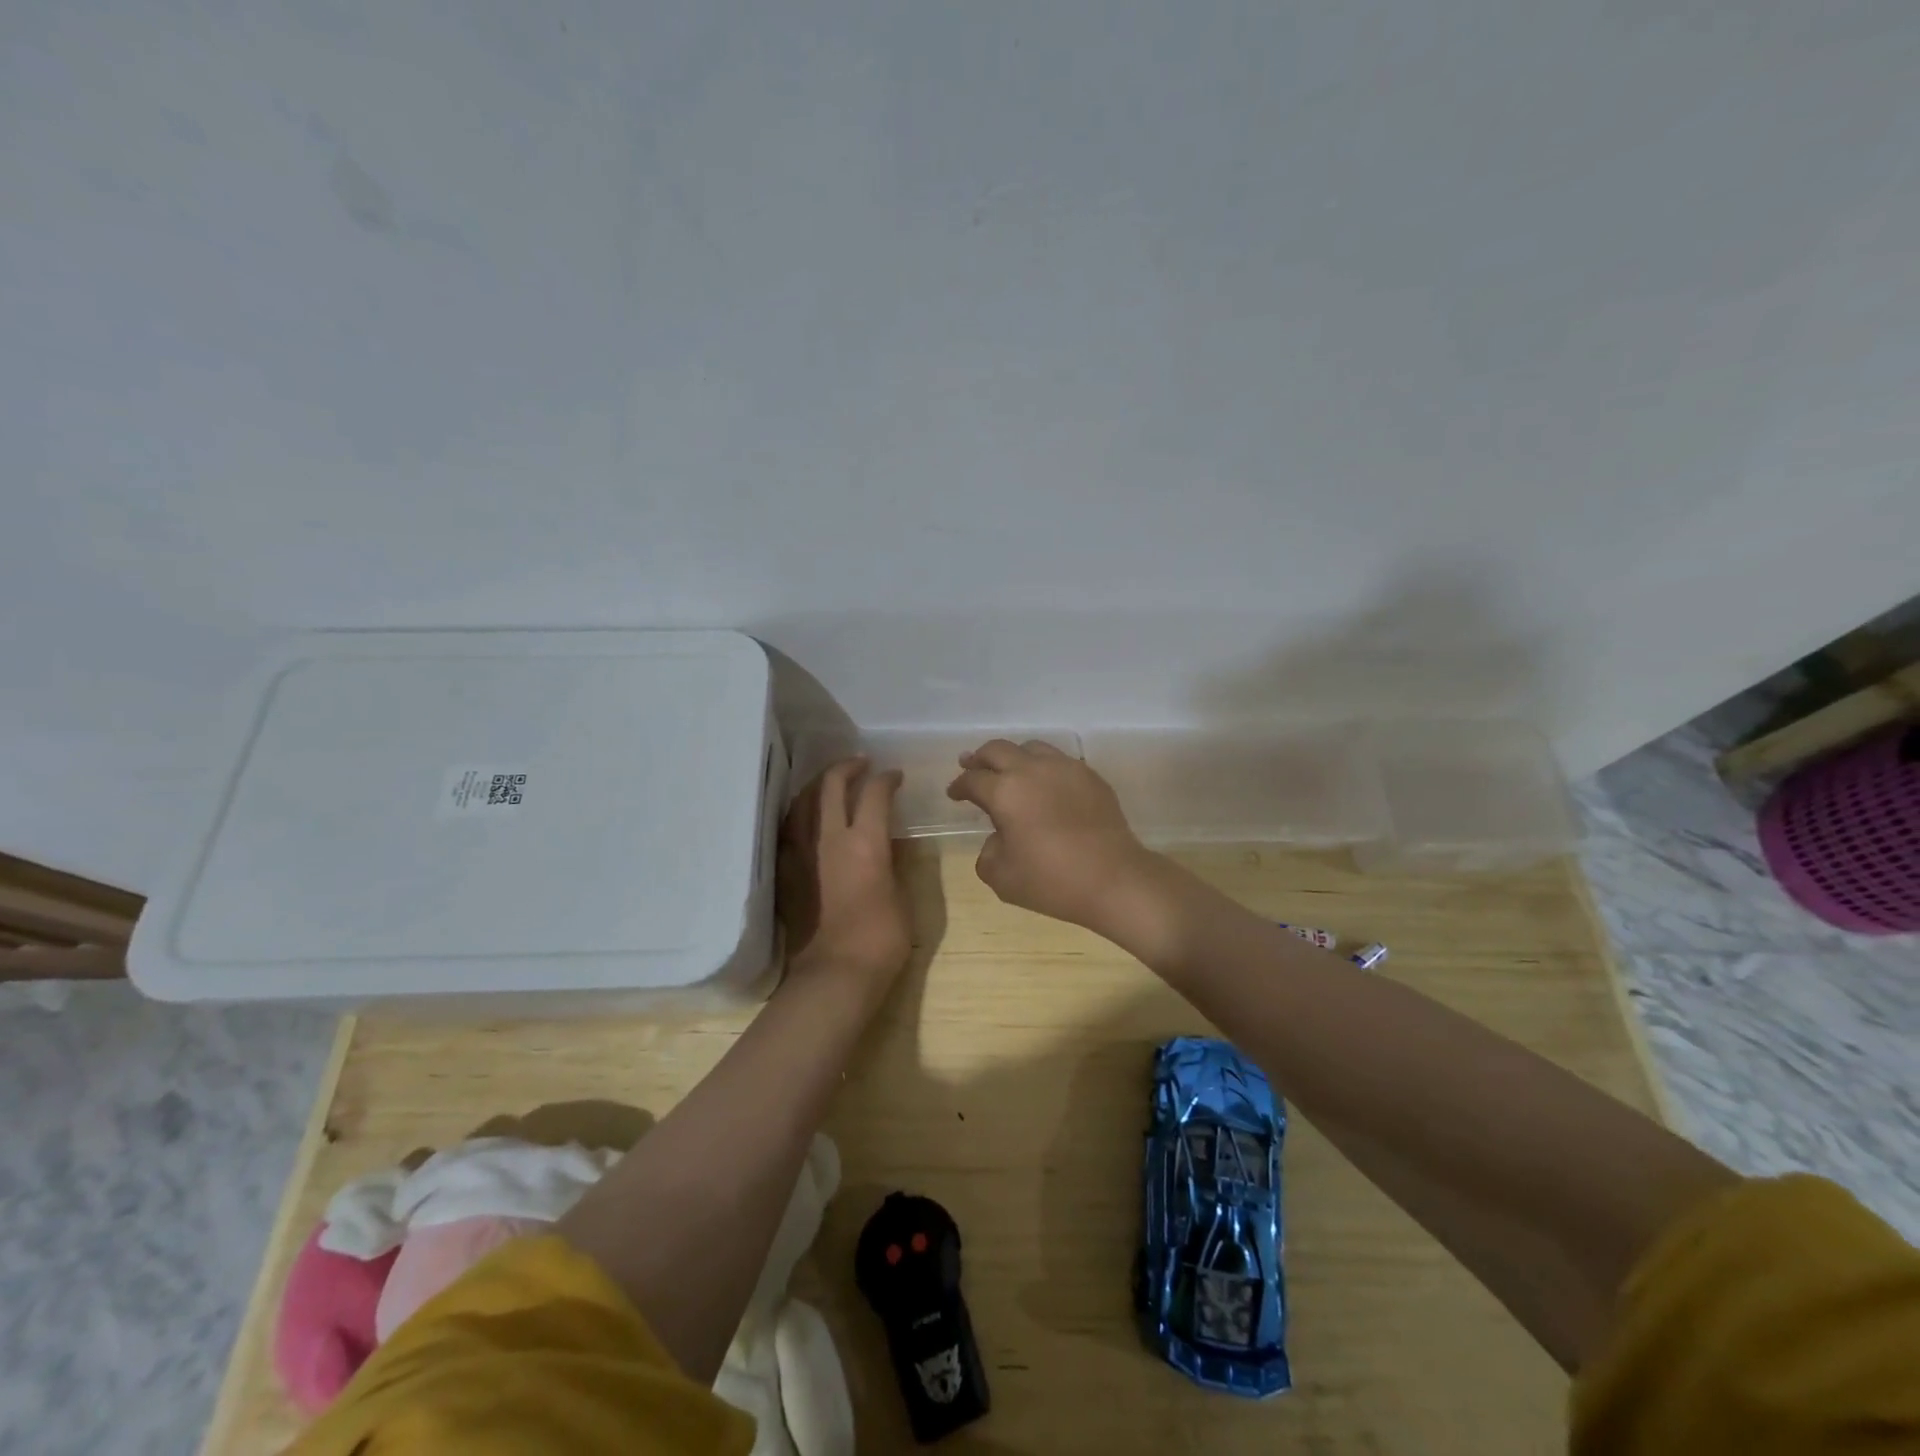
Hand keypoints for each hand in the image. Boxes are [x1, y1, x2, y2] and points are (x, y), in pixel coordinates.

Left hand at [778, 758, 912, 1002]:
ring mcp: (802, 853)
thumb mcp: (902, 897)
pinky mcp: (786, 871)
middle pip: (831, 785)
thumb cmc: (881, 939)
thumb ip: (894, 863)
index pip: (875, 794)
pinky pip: (788, 828)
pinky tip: (806, 816)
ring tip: (831, 783)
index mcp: (866, 843)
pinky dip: (800, 813)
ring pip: (803, 802)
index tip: (894, 777)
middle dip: (847, 767)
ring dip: (819, 785)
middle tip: (860, 764)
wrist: (834, 974)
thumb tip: (890, 843)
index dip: (886, 779)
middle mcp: (830, 838)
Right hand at [946, 740, 1166, 937]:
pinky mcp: (1090, 775)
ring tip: (1009, 771)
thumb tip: (998, 837)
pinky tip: (1045, 784)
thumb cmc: (1052, 881)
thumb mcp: (1002, 877)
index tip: (954, 793)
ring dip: (1013, 757)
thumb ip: (988, 852)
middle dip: (979, 758)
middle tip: (971, 766)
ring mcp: (1065, 768)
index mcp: (1005, 792)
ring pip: (1031, 747)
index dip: (959, 785)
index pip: (973, 779)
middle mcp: (1032, 769)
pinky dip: (1043, 767)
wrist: (1114, 879)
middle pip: (997, 750)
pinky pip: (1059, 761)